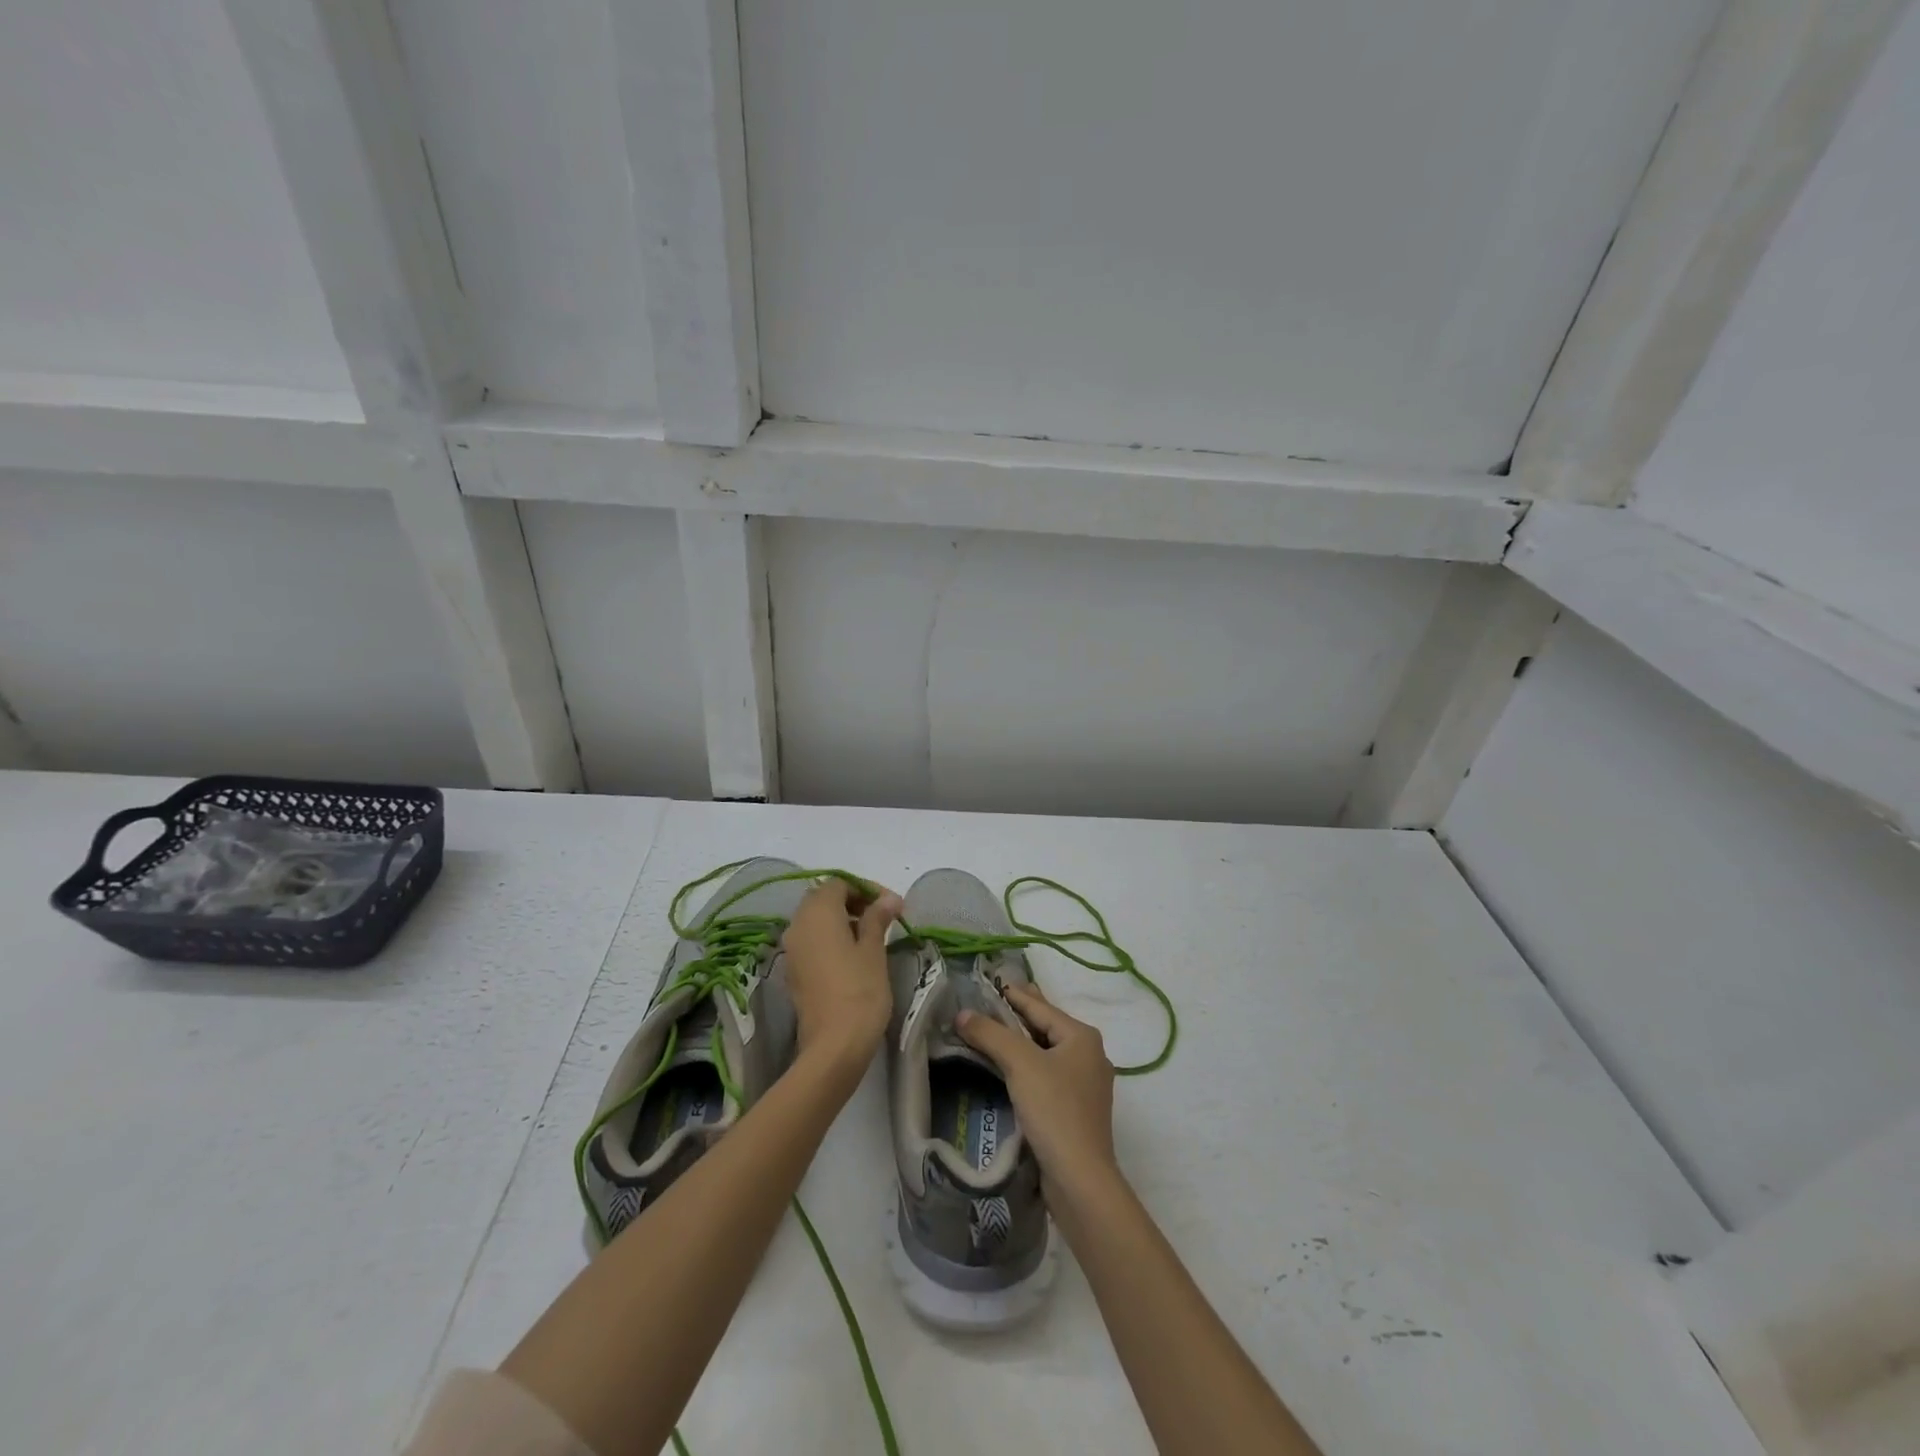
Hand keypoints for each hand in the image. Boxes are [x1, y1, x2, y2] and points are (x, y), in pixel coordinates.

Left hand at [781, 878, 901, 1072]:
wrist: (833, 1046)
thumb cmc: (860, 991)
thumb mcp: (873, 950)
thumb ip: (877, 918)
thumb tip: (888, 899)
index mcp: (817, 913)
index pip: (839, 883)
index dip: (866, 888)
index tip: (892, 904)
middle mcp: (798, 924)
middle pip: (823, 898)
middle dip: (853, 901)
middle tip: (882, 916)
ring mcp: (792, 949)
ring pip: (815, 920)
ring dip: (842, 919)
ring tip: (872, 935)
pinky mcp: (794, 971)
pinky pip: (811, 941)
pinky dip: (831, 938)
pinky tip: (854, 954)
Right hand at [956, 982, 1118, 1202]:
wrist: (1080, 1178)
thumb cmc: (1054, 1110)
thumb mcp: (1020, 1064)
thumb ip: (991, 1034)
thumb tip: (963, 1013)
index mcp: (1082, 1036)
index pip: (1040, 1006)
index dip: (1013, 994)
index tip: (991, 982)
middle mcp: (1089, 1054)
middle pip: (1046, 1026)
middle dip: (1019, 1014)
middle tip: (993, 999)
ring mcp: (1086, 1084)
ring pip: (1047, 1051)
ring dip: (1021, 1042)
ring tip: (996, 1030)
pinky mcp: (1076, 1109)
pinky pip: (1048, 1074)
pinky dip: (1028, 1065)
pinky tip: (1011, 1069)